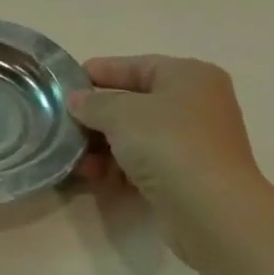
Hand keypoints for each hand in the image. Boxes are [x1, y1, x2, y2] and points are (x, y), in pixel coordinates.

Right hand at [70, 56, 265, 254]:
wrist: (209, 209)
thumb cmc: (168, 143)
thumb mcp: (121, 113)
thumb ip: (93, 102)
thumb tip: (77, 100)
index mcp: (189, 76)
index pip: (138, 66)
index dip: (101, 71)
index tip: (67, 82)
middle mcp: (196, 105)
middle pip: (136, 103)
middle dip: (98, 115)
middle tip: (64, 122)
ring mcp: (194, 143)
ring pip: (137, 137)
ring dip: (103, 145)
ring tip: (73, 155)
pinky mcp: (186, 177)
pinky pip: (144, 163)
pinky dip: (118, 167)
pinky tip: (92, 175)